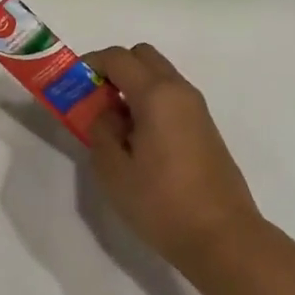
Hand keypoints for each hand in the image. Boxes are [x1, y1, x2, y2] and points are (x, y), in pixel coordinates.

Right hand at [84, 44, 262, 269]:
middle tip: (94, 100)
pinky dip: (150, 103)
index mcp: (156, 95)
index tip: (72, 85)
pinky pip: (171, 99)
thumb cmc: (161, 203)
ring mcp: (197, 110)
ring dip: (133, 87)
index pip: (118, 57)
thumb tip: (107, 113)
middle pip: (143, 57)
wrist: (222, 237)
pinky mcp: (205, 129)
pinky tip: (138, 141)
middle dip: (115, 69)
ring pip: (160, 77)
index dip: (90, 64)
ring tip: (114, 125)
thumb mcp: (113, 170)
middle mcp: (180, 92)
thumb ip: (101, 131)